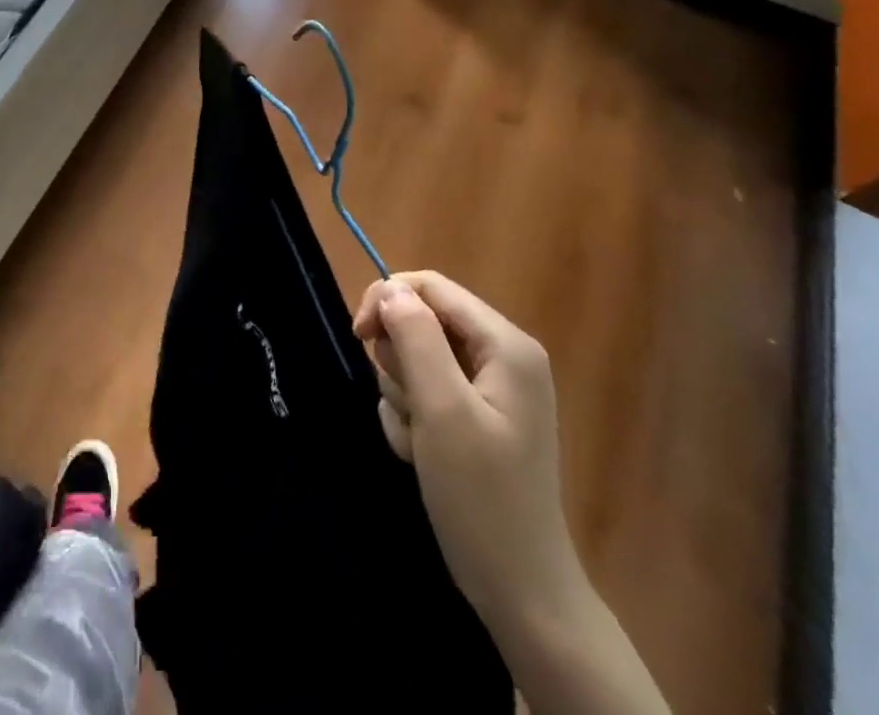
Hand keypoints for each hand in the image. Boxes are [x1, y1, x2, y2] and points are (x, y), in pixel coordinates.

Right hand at [354, 274, 669, 714]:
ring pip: (414, 359)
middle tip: (410, 408)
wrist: (519, 591)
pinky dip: (411, 419)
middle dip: (400, 363)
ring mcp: (488, 388)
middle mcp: (500, 355)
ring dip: (403, 397)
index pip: (430, 286)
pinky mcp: (474, 416)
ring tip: (420, 441)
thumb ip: (415, 338)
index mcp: (505, 344)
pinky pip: (422, 392)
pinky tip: (423, 454)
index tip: (358, 337)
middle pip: (420, 322)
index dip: (387, 300)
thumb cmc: (482, 497)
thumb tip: (389, 287)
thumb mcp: (442, 410)